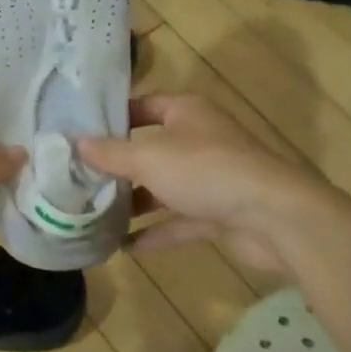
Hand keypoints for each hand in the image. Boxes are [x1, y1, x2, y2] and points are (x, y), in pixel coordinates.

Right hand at [76, 93, 316, 274]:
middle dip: (117, 164)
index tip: (79, 132)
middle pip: (150, 148)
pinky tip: (124, 245)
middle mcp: (198, 139)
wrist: (275, 218)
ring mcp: (210, 178)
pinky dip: (155, 230)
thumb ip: (110, 152)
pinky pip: (179, 219)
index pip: (142, 106)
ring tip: (94, 211)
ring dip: (133, 200)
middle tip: (78, 176)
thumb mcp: (147, 157)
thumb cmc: (205, 170)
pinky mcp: (219, 213)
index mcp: (185, 112)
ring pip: (163, 186)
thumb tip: (75, 142)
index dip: (113, 117)